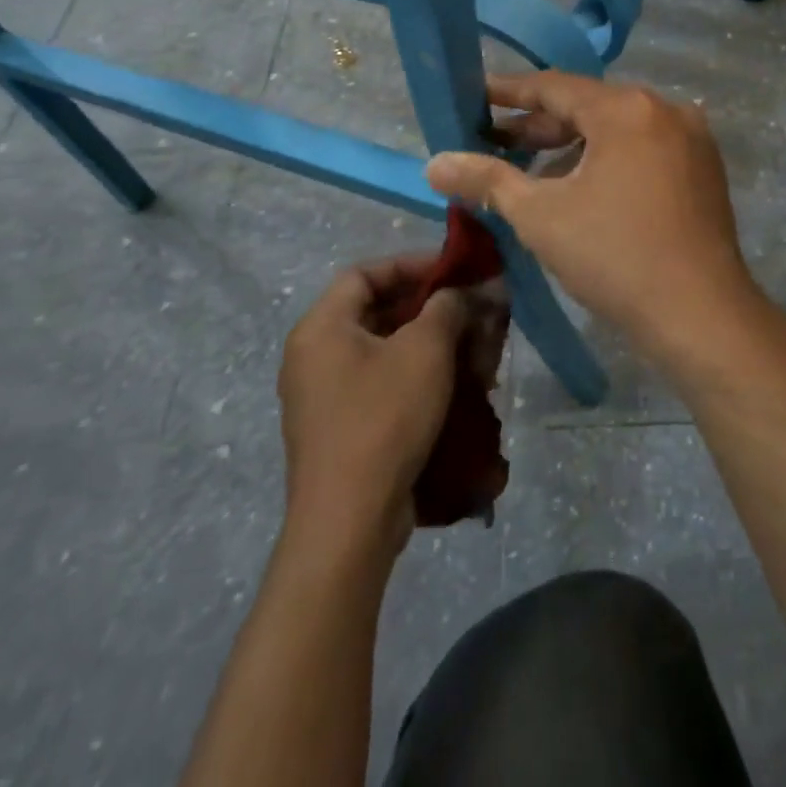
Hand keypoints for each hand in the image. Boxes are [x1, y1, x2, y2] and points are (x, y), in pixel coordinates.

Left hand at [277, 255, 480, 553]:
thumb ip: (448, 306)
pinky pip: (380, 383)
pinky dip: (416, 377)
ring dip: (430, 345)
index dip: (412, 265)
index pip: (366, 273)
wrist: (350, 521)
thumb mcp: (425, 350)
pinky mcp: (339, 428)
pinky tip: (455, 389)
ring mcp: (323, 395)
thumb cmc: (384, 417)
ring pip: (384, 350)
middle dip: (430, 308)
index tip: (455, 272)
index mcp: (321, 327)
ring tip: (472, 352)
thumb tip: (466, 290)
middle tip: (471, 312)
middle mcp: (313, 355)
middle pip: (376, 311)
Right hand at [426, 73, 758, 364]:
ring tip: (531, 172)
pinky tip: (581, 188)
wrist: (701, 315)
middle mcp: (665, 110)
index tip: (474, 96)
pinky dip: (608, 160)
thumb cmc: (615, 257)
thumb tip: (434, 163)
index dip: (509, 92)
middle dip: (539, 127)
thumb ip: (486, 180)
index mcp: (626, 109)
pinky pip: (644, 149)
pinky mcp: (704, 168)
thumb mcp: (540, 216)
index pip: (554, 87)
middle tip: (493, 142)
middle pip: (588, 107)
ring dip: (573, 147)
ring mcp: (691, 138)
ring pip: (617, 130)